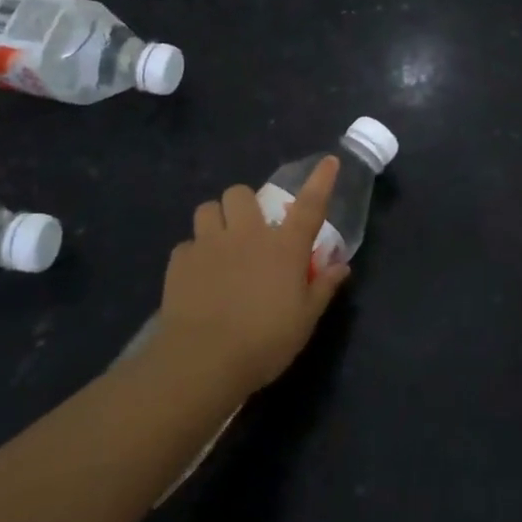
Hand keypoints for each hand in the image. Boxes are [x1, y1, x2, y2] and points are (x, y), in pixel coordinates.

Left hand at [155, 157, 351, 396]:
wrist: (203, 361)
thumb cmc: (264, 342)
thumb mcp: (304, 321)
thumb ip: (323, 288)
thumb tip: (341, 266)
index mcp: (284, 247)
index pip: (310, 205)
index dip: (321, 180)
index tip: (329, 161)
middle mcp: (247, 235)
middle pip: (241, 194)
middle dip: (244, 205)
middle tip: (249, 230)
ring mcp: (209, 245)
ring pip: (207, 209)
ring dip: (216, 220)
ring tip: (219, 244)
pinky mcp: (180, 262)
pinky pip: (186, 244)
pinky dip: (194, 255)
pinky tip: (198, 277)